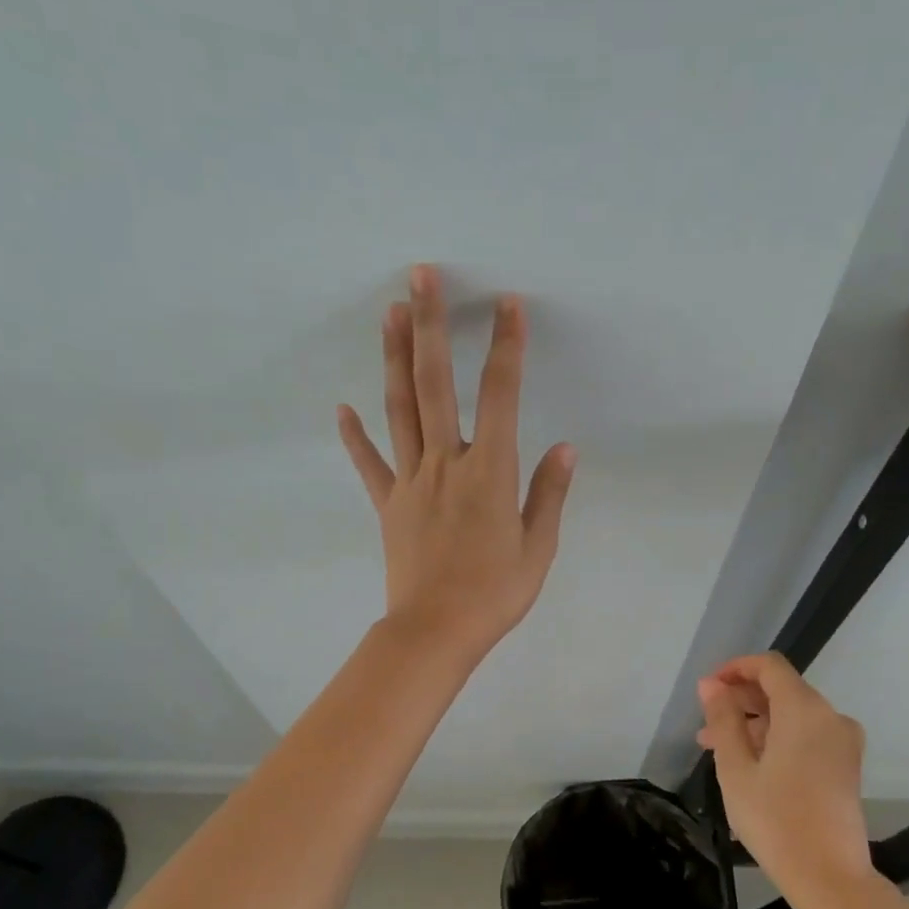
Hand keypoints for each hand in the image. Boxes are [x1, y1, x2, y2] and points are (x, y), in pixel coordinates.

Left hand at [338, 265, 575, 662]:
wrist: (436, 632)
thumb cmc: (495, 594)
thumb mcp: (538, 548)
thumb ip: (549, 493)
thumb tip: (566, 447)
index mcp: (489, 472)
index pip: (501, 396)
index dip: (506, 348)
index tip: (508, 305)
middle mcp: (446, 464)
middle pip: (435, 384)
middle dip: (431, 326)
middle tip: (421, 276)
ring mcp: (411, 482)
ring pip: (400, 410)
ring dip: (395, 359)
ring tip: (390, 313)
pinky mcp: (388, 505)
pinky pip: (370, 465)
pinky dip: (355, 436)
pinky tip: (342, 408)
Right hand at [697, 654, 871, 895]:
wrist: (829, 876)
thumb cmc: (774, 819)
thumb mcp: (736, 768)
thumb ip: (722, 719)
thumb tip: (711, 685)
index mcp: (804, 710)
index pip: (769, 667)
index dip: (735, 669)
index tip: (707, 690)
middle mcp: (830, 716)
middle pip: (781, 690)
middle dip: (740, 701)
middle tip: (705, 727)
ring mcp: (842, 741)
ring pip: (792, 715)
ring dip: (754, 724)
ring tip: (718, 750)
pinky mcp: (846, 764)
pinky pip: (806, 735)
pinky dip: (777, 739)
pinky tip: (750, 764)